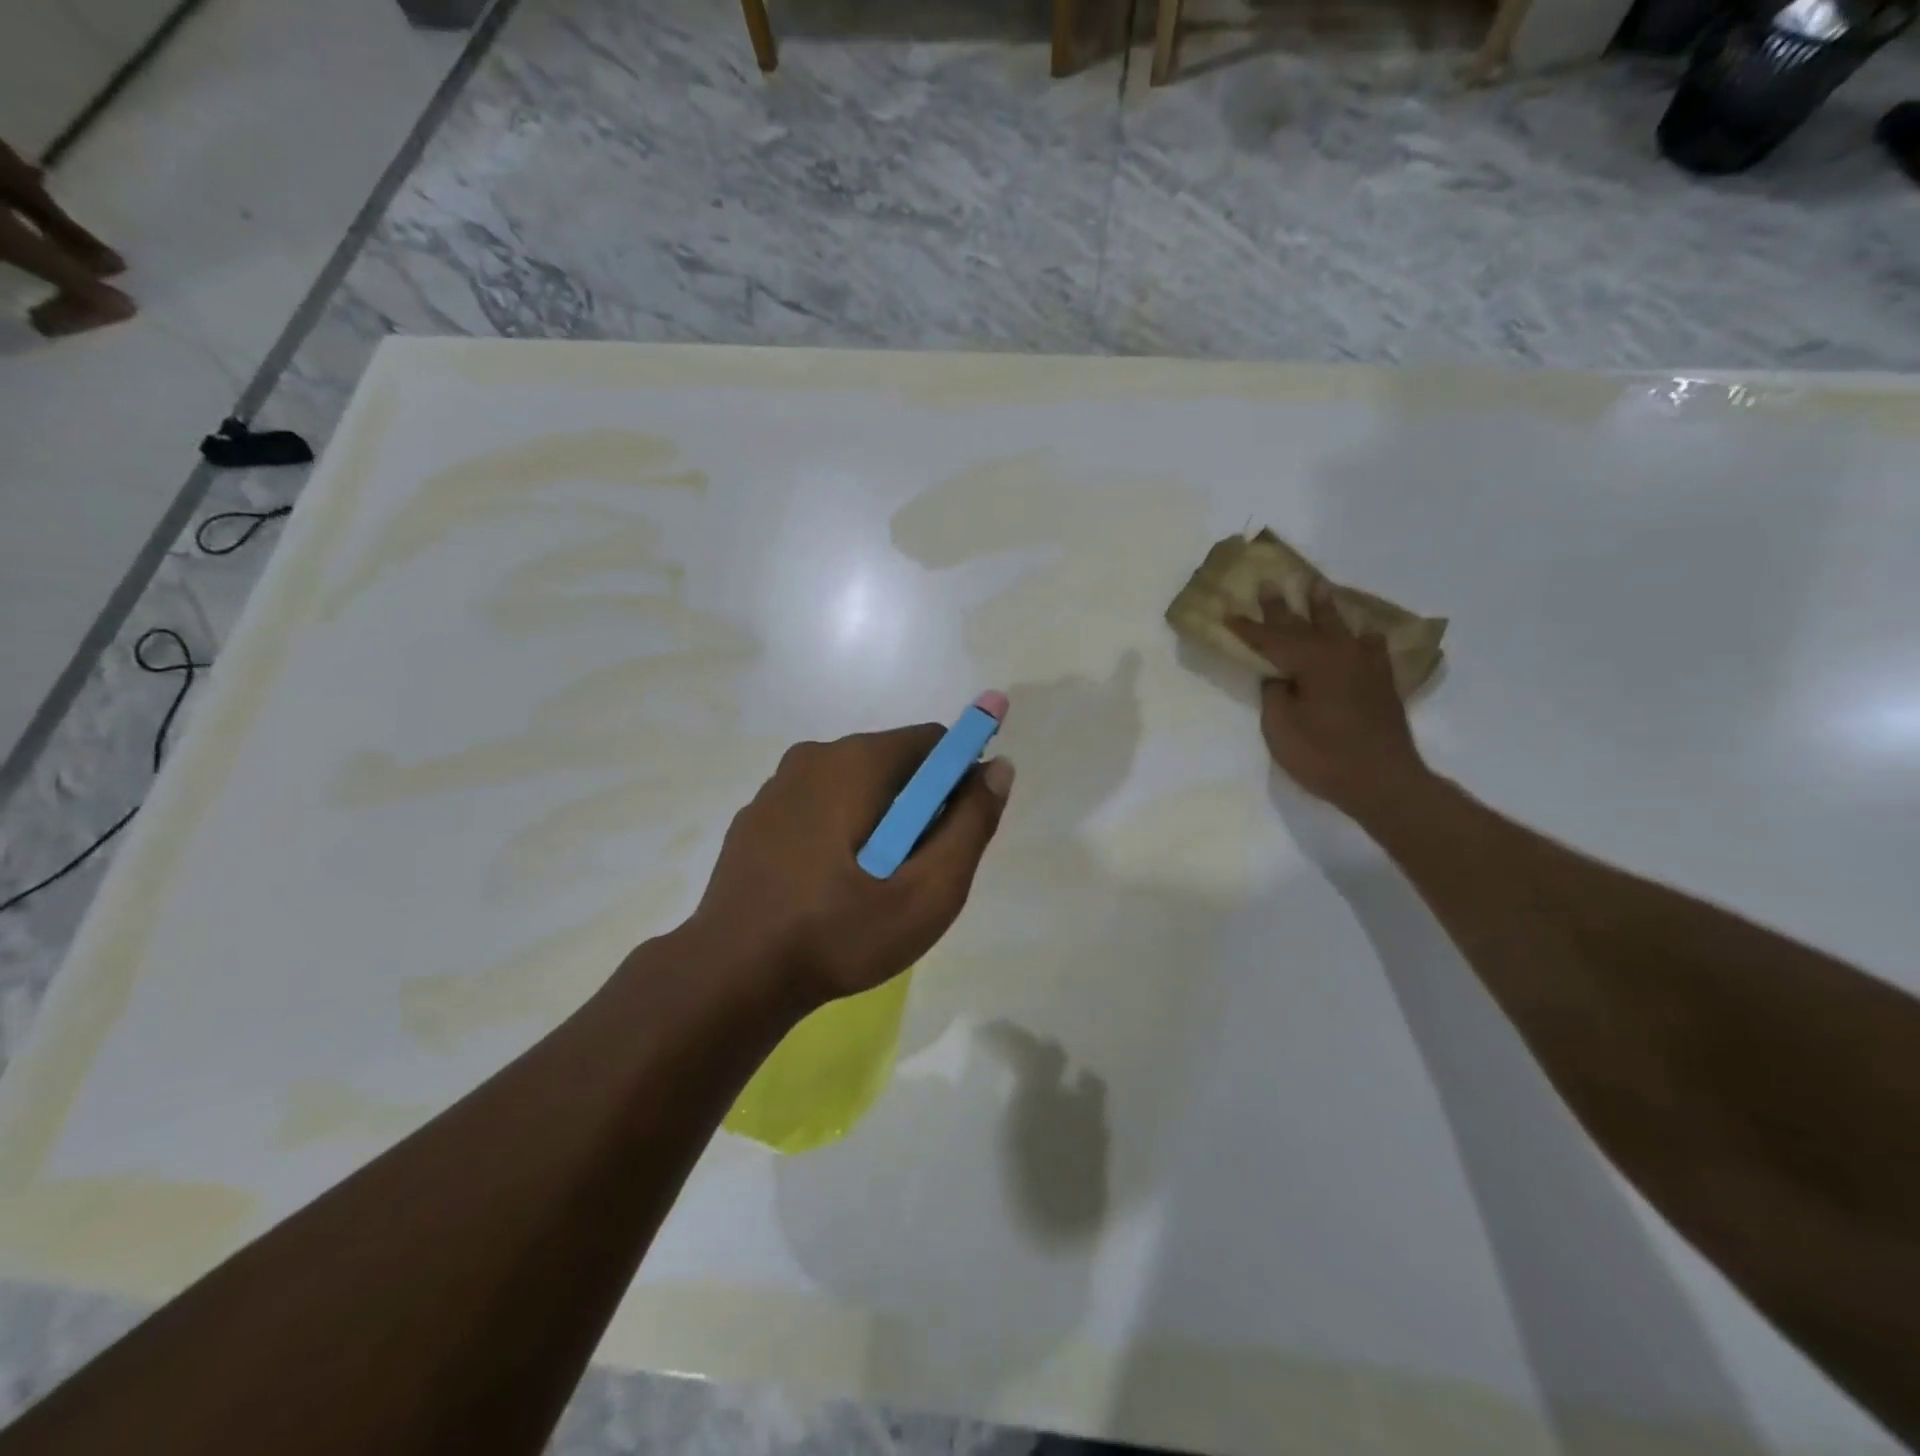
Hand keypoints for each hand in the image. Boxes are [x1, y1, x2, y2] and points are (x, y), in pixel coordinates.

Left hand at [688, 724, 1014, 1012]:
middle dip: (919, 808)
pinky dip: (841, 833)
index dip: (959, 779)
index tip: (959, 831)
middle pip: (894, 765)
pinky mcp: (755, 820)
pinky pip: (819, 809)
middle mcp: (812, 757)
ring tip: (873, 888)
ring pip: (855, 788)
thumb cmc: (838, 933)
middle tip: (917, 873)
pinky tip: (830, 889)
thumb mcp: (927, 891)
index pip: (932, 742)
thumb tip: (998, 768)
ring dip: (880, 823)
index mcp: (854, 762)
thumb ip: (971, 825)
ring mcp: (776, 788)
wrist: (731, 977)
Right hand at [1229, 588, 1428, 819]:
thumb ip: (1276, 695)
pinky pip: (1372, 648)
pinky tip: (1364, 633)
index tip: (1228, 613)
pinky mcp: (1381, 682)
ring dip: (1324, 608)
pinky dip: (1364, 638)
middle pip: (1304, 625)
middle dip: (1282, 606)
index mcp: (1310, 661)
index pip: (1270, 639)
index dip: (1247, 628)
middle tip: (1270, 583)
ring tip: (1318, 587)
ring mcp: (1364, 666)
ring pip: (1340, 628)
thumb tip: (1280, 678)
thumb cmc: (1323, 756)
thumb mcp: (1281, 728)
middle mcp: (1339, 654)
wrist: (1383, 780)